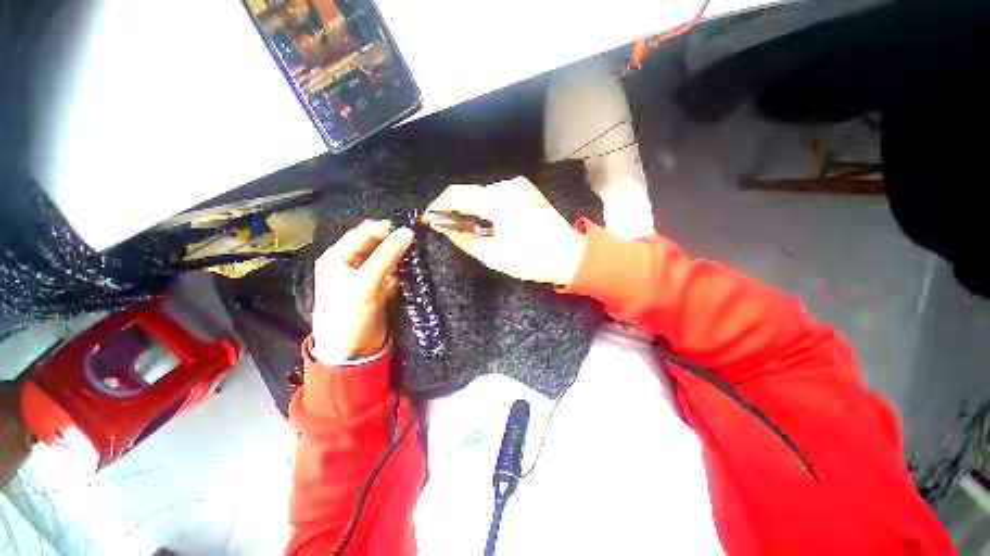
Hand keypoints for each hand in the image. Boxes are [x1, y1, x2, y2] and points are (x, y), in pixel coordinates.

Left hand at [312, 220, 414, 361]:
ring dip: (404, 256)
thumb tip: (408, 232)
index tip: (412, 227)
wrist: (353, 354)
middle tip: (420, 239)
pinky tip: (419, 267)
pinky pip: (396, 273)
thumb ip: (386, 257)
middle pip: (378, 245)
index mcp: (338, 258)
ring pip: (390, 258)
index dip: (387, 229)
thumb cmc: (348, 317)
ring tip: (423, 251)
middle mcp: (353, 264)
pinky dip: (406, 270)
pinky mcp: (383, 289)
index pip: (364, 234)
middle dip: (397, 241)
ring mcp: (370, 277)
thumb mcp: (364, 284)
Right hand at [424, 177, 585, 284]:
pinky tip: (485, 222)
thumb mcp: (493, 254)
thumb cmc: (532, 259)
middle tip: (445, 229)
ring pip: (482, 194)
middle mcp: (507, 185)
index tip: (428, 220)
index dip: (438, 206)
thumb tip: (441, 225)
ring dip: (469, 209)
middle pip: (469, 192)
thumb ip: (463, 237)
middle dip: (453, 209)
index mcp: (498, 200)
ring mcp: (519, 186)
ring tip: (464, 229)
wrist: (570, 255)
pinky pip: (496, 196)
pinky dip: (485, 207)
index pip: (457, 195)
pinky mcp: (525, 191)